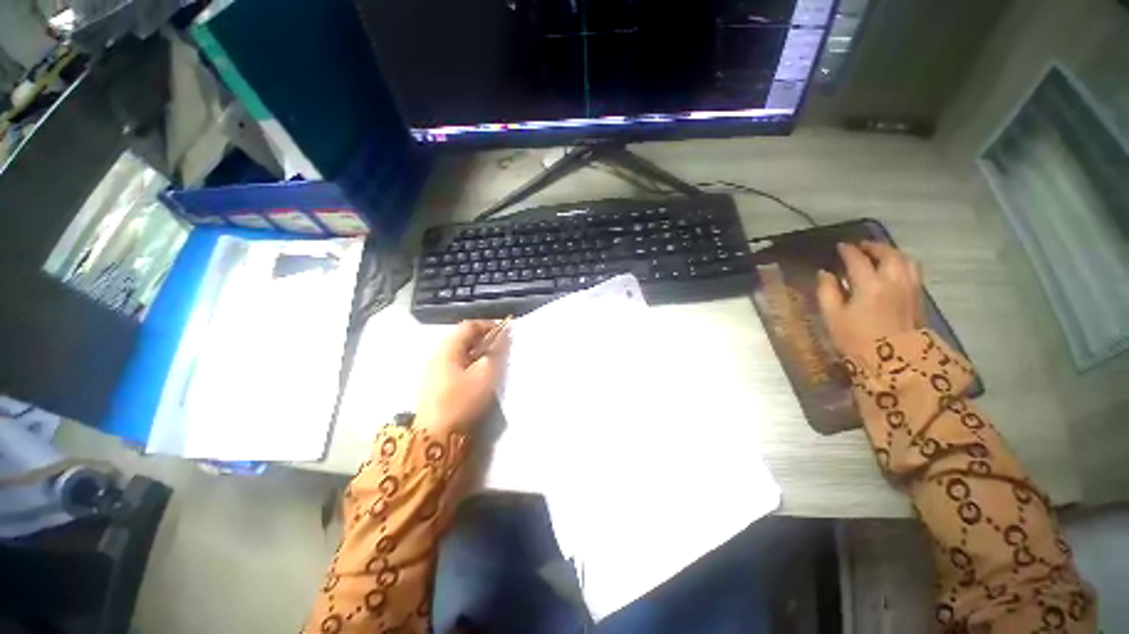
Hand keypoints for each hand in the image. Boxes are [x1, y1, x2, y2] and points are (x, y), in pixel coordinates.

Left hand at [415, 320, 509, 436]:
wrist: (435, 435)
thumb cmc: (462, 400)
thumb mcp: (485, 374)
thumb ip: (496, 352)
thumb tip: (504, 335)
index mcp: (447, 347)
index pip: (469, 325)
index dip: (489, 325)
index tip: (506, 331)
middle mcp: (438, 353)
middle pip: (463, 337)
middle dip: (485, 338)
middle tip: (502, 346)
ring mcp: (434, 368)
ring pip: (460, 351)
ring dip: (478, 351)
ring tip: (494, 360)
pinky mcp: (436, 382)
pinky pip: (456, 363)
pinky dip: (471, 362)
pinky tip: (480, 373)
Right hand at [816, 242, 924, 358]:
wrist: (894, 363)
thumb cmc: (857, 339)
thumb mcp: (833, 317)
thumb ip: (827, 292)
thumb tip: (825, 274)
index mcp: (870, 285)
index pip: (858, 259)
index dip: (847, 250)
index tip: (839, 246)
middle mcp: (894, 280)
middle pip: (887, 253)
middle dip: (873, 246)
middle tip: (860, 246)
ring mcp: (911, 288)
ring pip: (905, 259)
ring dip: (891, 252)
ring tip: (880, 254)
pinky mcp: (919, 297)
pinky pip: (913, 270)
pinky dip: (902, 263)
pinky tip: (895, 269)